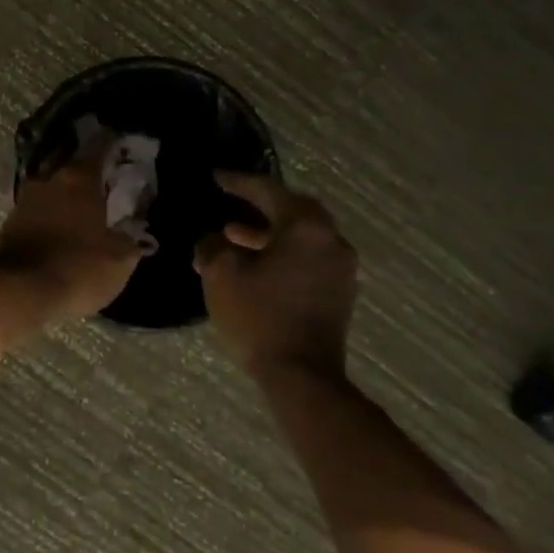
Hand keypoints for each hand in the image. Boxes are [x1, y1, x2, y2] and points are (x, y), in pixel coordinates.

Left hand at [0, 141, 144, 323]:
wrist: (19, 292)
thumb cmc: (77, 268)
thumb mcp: (119, 260)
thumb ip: (130, 240)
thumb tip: (135, 232)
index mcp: (79, 179)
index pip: (98, 146)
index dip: (112, 142)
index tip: (122, 142)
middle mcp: (49, 180)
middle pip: (69, 161)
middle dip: (85, 165)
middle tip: (103, 173)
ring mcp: (25, 200)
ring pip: (50, 184)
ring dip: (64, 189)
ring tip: (81, 201)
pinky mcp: (10, 222)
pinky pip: (37, 207)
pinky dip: (50, 210)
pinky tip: (60, 222)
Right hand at [195, 173, 357, 378]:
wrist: (302, 375)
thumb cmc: (259, 316)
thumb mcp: (221, 275)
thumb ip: (213, 246)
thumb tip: (214, 240)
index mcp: (306, 227)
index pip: (268, 191)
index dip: (238, 182)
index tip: (217, 177)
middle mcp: (331, 240)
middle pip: (292, 210)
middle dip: (258, 206)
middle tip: (231, 203)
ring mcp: (340, 268)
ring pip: (300, 237)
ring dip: (267, 233)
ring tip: (232, 238)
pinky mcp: (339, 292)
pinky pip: (307, 258)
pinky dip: (282, 253)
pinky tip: (255, 266)